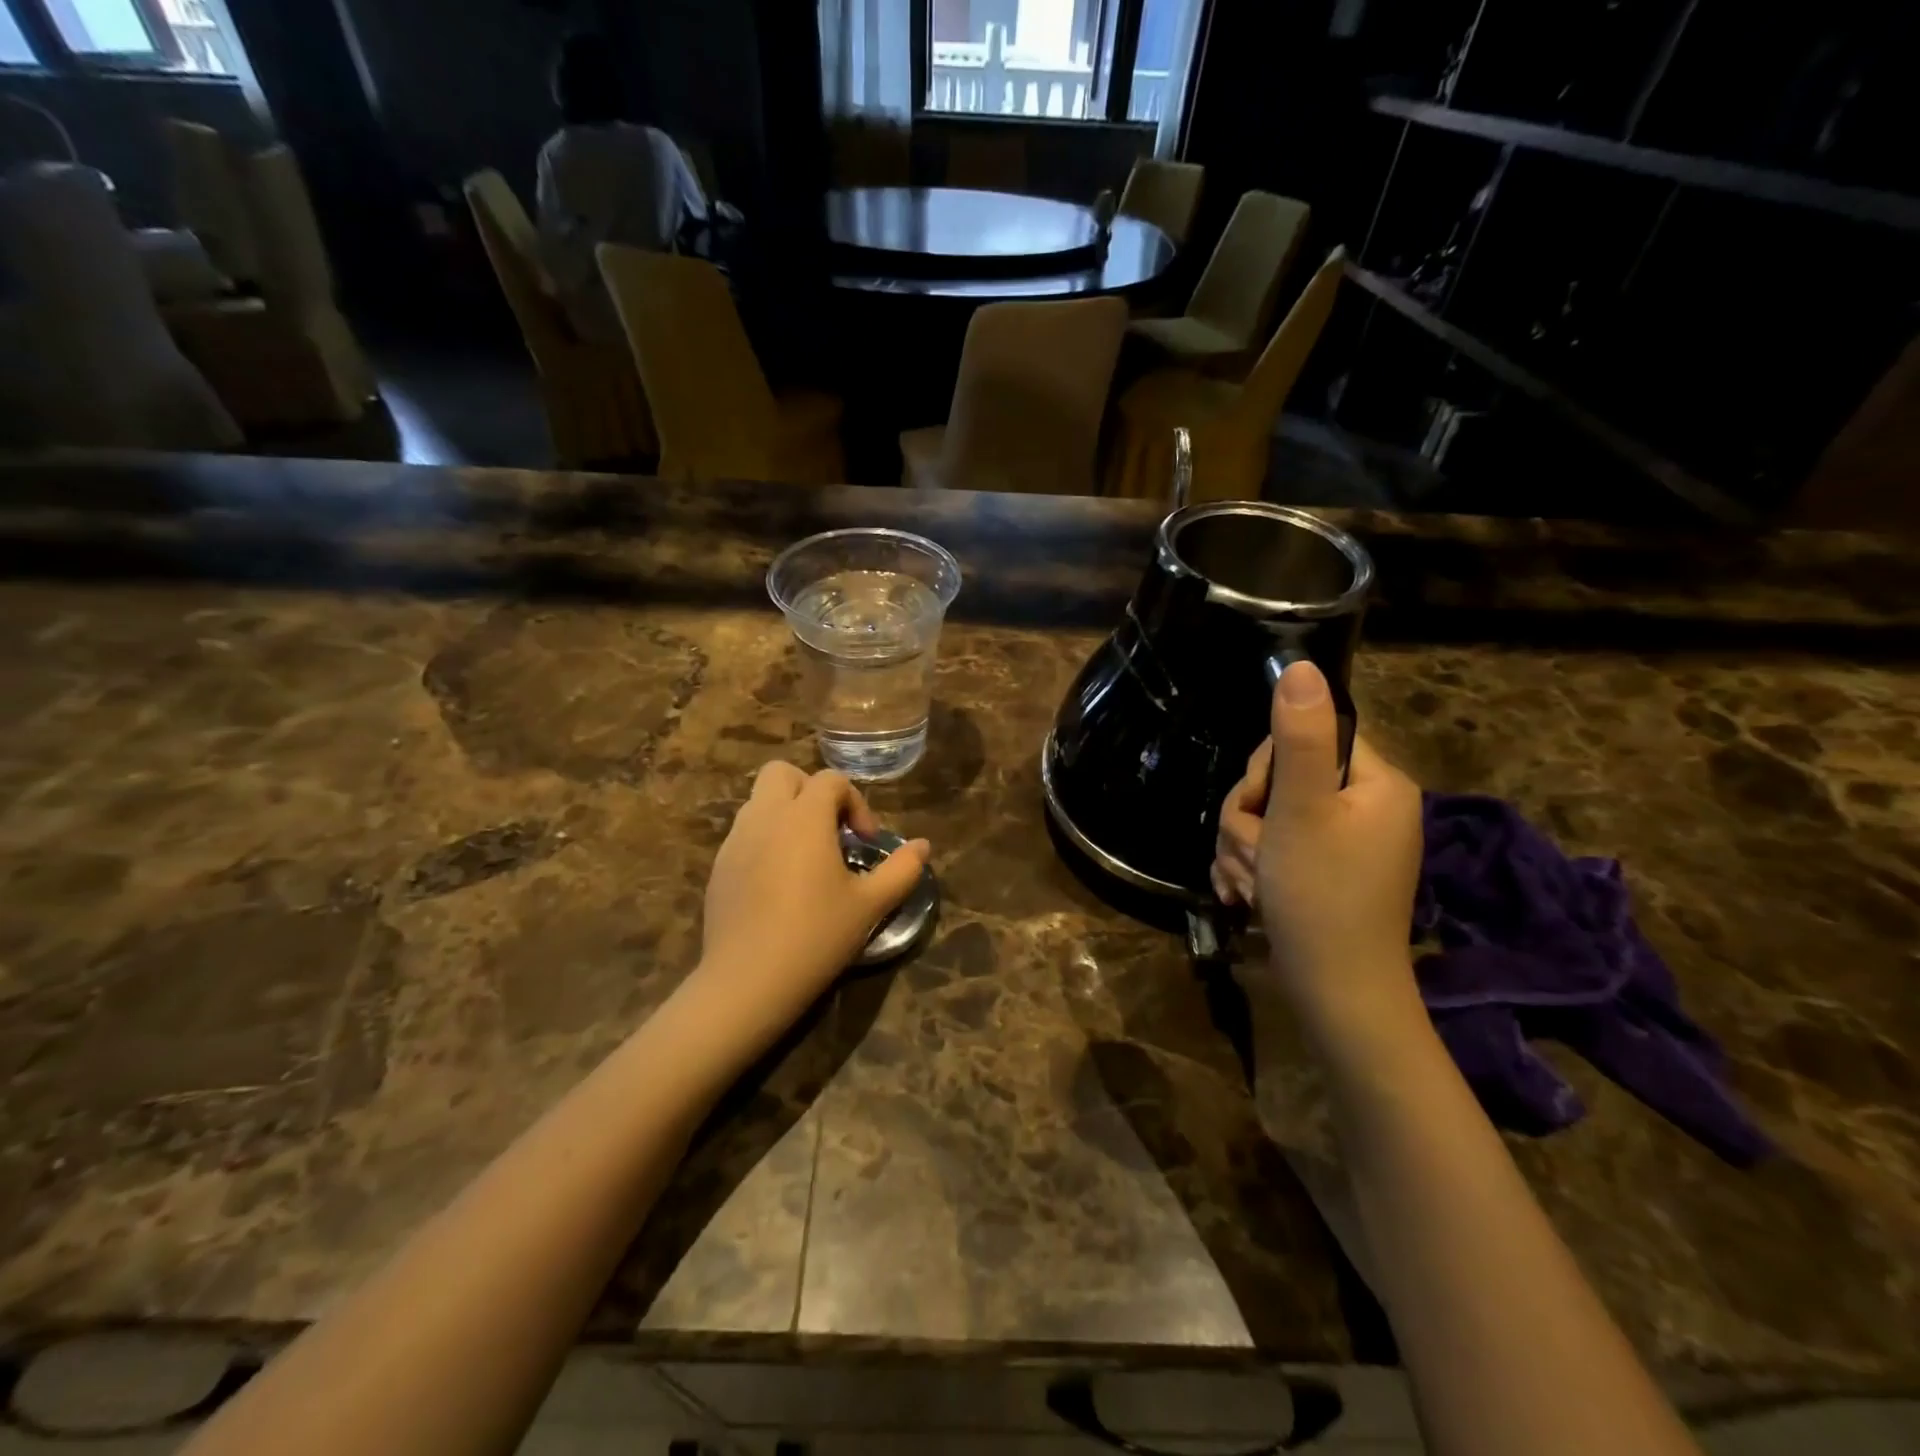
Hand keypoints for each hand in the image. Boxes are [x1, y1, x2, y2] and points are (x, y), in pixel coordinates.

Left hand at [696, 762, 930, 1055]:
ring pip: (760, 801)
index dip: (856, 802)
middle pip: (782, 772)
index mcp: (804, 818)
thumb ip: (901, 870)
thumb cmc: (816, 936)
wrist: (747, 981)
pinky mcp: (718, 866)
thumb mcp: (870, 905)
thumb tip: (923, 846)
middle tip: (830, 830)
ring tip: (806, 856)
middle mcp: (766, 817)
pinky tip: (778, 882)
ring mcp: (735, 840)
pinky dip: (765, 839)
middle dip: (810, 791)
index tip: (865, 842)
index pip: (831, 780)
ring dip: (786, 813)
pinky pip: (744, 833)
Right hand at [1214, 662, 1424, 1044]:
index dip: (1266, 771)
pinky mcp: (1325, 871)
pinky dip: (1253, 867)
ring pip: (1268, 816)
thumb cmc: (1319, 895)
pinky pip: (1275, 848)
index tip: (1260, 811)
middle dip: (1248, 818)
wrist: (1335, 993)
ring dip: (1243, 847)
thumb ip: (1298, 737)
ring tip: (1249, 885)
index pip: (1306, 738)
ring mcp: (1347, 843)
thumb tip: (1302, 666)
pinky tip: (1247, 896)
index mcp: (1377, 783)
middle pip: (1281, 779)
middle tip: (1253, 856)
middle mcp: (1368, 807)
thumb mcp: (1300, 810)